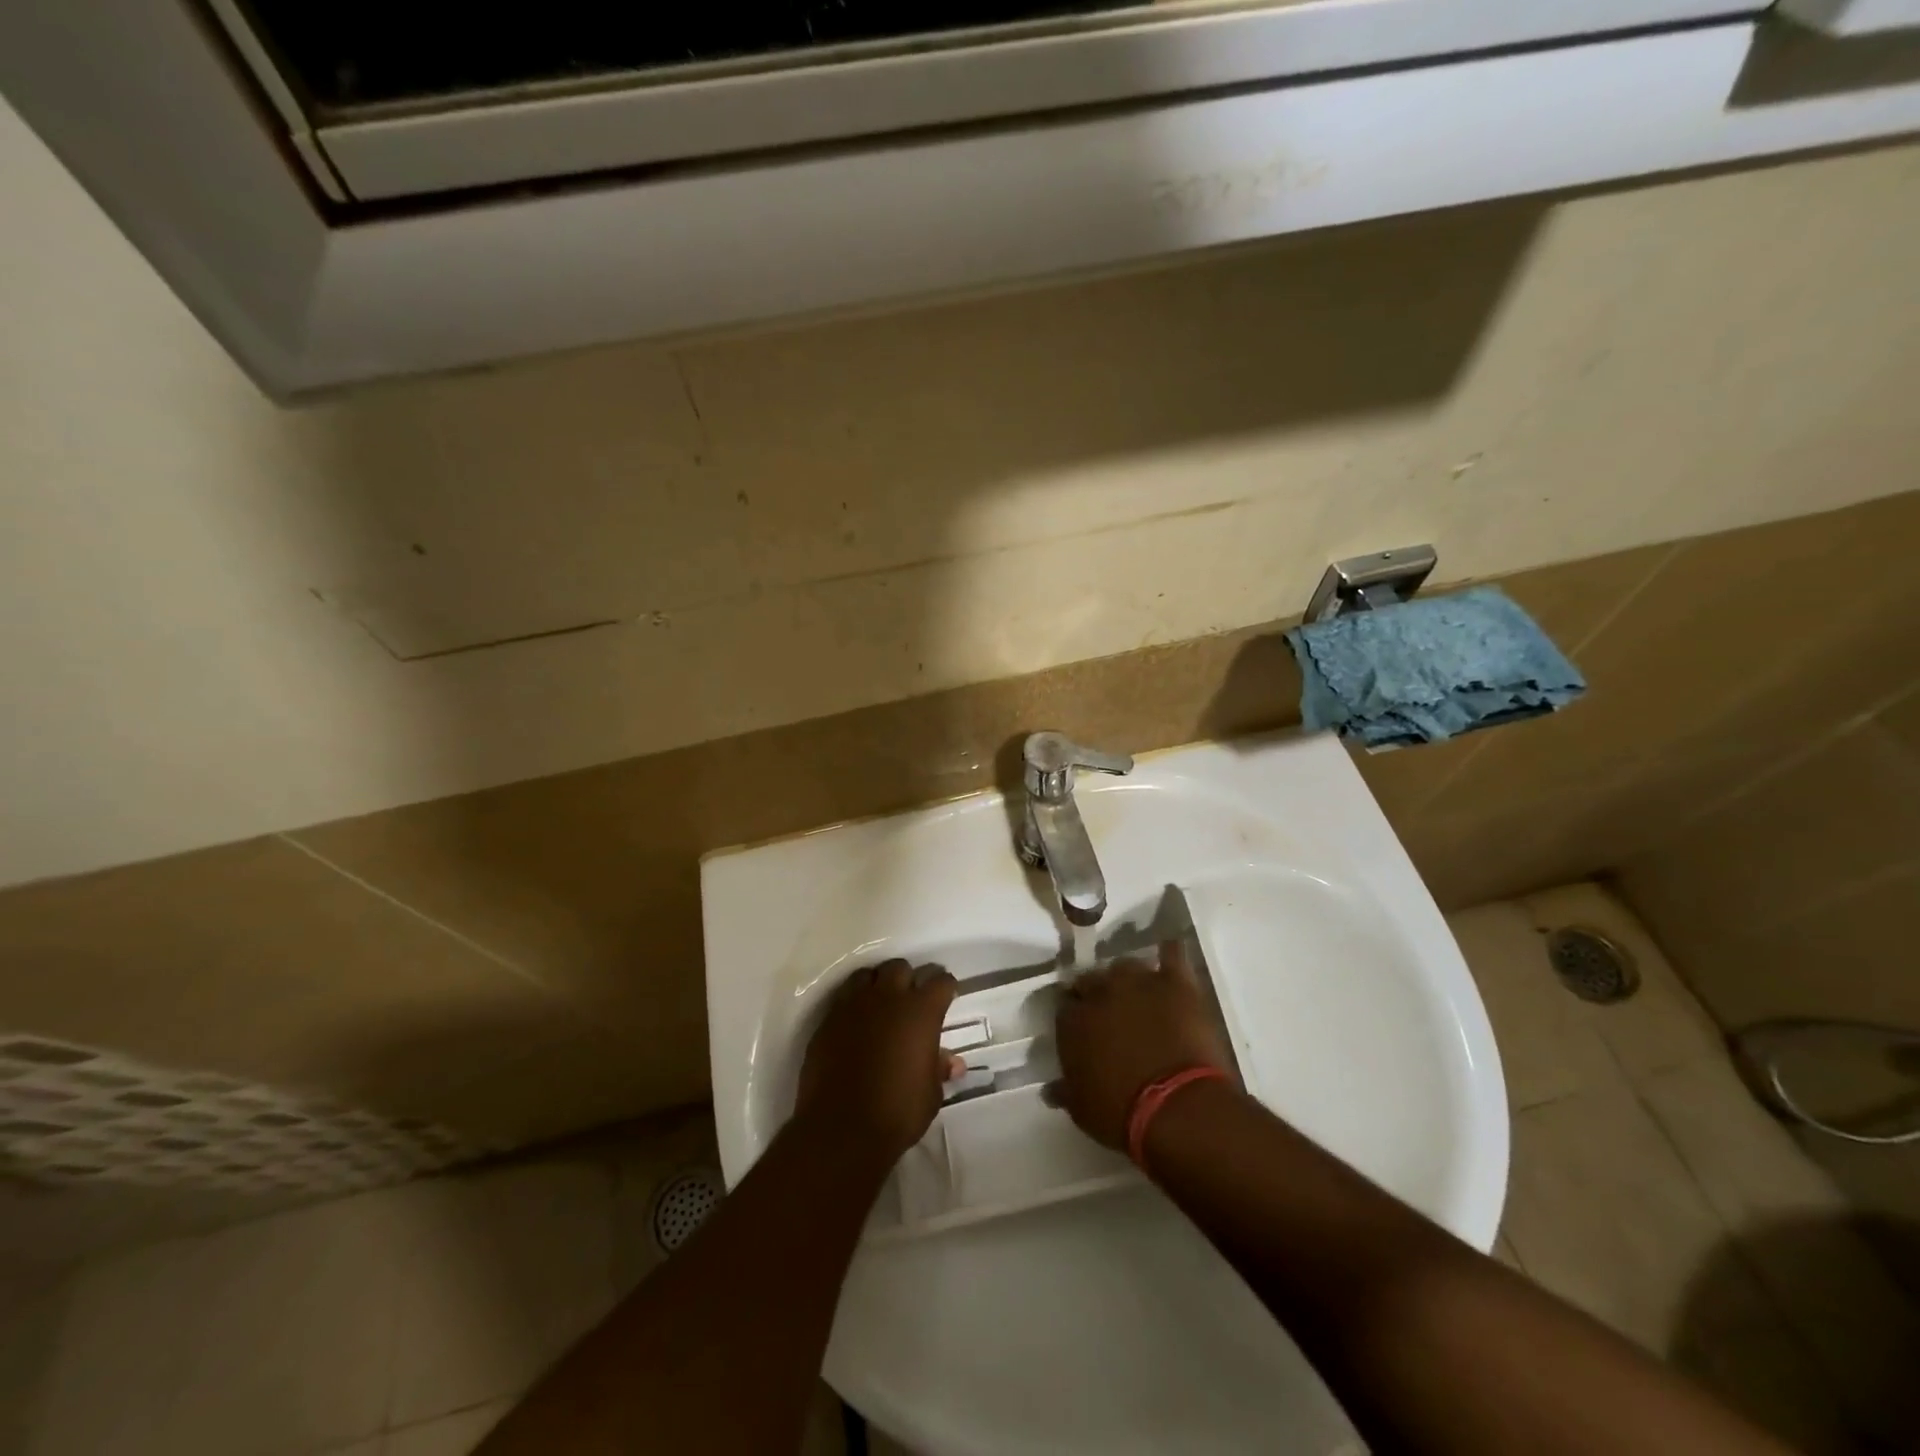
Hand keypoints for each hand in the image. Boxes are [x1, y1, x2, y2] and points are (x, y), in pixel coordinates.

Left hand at [797, 960, 959, 1162]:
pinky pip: (844, 997)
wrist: (840, 1128)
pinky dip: (853, 1002)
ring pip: (868, 975)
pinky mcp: (828, 1019)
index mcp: (920, 1012)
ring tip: (881, 1002)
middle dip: (909, 978)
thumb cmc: (897, 1113)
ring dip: (878, 984)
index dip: (945, 987)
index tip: (947, 996)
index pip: (940, 981)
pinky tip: (856, 1021)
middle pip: (901, 967)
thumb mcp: (930, 1095)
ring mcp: (854, 1005)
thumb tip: (951, 1061)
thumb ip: (938, 1069)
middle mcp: (888, 998)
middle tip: (912, 999)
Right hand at [1053, 941, 1229, 1150]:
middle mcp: (1101, 992)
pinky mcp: (1175, 983)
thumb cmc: (1122, 1115)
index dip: (1073, 1014)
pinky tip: (1169, 955)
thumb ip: (1065, 1091)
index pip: (1064, 1006)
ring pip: (1126, 966)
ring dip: (1128, 978)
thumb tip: (1050, 1089)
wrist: (1176, 1108)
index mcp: (1073, 1021)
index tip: (1081, 1026)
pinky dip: (1169, 953)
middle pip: (1092, 979)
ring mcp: (1139, 982)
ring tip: (1138, 993)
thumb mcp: (1082, 1110)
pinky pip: (1172, 955)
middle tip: (1108, 1011)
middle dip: (1096, 992)